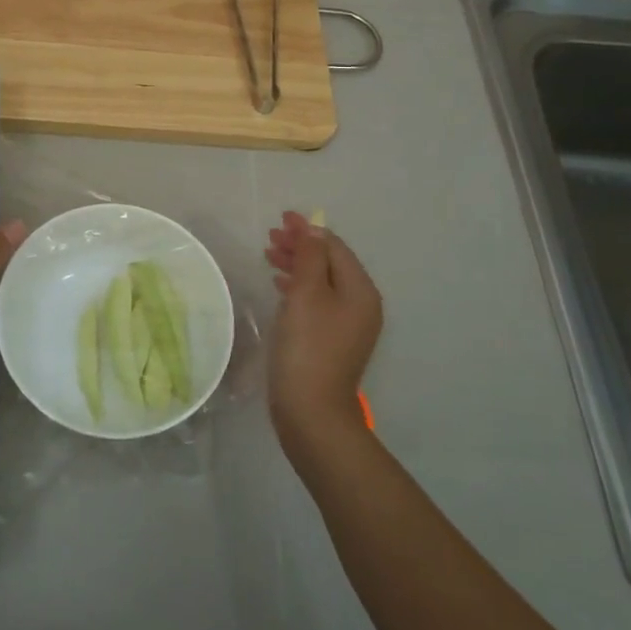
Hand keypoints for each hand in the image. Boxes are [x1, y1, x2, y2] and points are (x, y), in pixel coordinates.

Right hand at [264, 211, 382, 450]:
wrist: (311, 410)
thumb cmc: (308, 346)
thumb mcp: (306, 294)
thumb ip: (309, 256)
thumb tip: (312, 228)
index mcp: (360, 290)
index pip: (334, 247)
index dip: (307, 230)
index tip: (280, 219)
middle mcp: (360, 304)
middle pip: (329, 263)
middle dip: (301, 246)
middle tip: (270, 237)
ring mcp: (348, 325)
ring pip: (321, 281)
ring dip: (297, 265)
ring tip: (269, 255)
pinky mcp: (331, 340)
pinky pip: (316, 301)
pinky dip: (298, 287)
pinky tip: (279, 286)